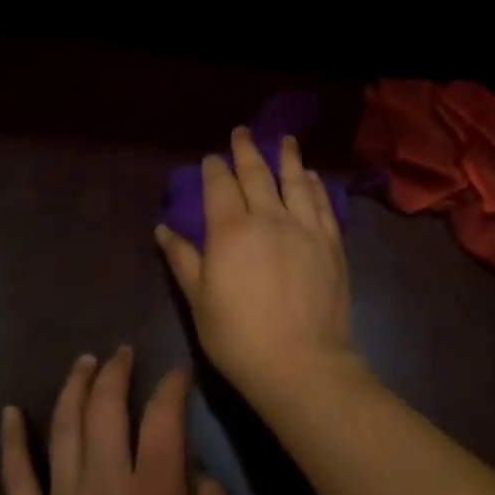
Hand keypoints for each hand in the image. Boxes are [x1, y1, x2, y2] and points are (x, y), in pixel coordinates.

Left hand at [0, 349, 231, 494]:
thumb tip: (194, 469)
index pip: (162, 415)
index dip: (172, 385)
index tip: (178, 376)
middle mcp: (105, 487)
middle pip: (106, 408)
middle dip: (116, 370)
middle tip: (123, 352)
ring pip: (63, 428)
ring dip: (74, 387)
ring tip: (84, 362)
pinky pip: (16, 478)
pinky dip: (11, 442)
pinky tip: (9, 412)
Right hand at [155, 128, 360, 411]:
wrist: (302, 363)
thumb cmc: (239, 338)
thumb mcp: (199, 302)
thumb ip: (183, 260)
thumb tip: (163, 229)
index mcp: (231, 230)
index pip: (220, 186)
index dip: (215, 168)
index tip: (212, 158)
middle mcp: (268, 218)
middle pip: (257, 174)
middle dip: (247, 150)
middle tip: (243, 132)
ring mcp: (304, 228)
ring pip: (295, 181)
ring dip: (288, 157)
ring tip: (286, 140)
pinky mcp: (330, 242)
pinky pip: (322, 204)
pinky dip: (315, 186)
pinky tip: (312, 177)